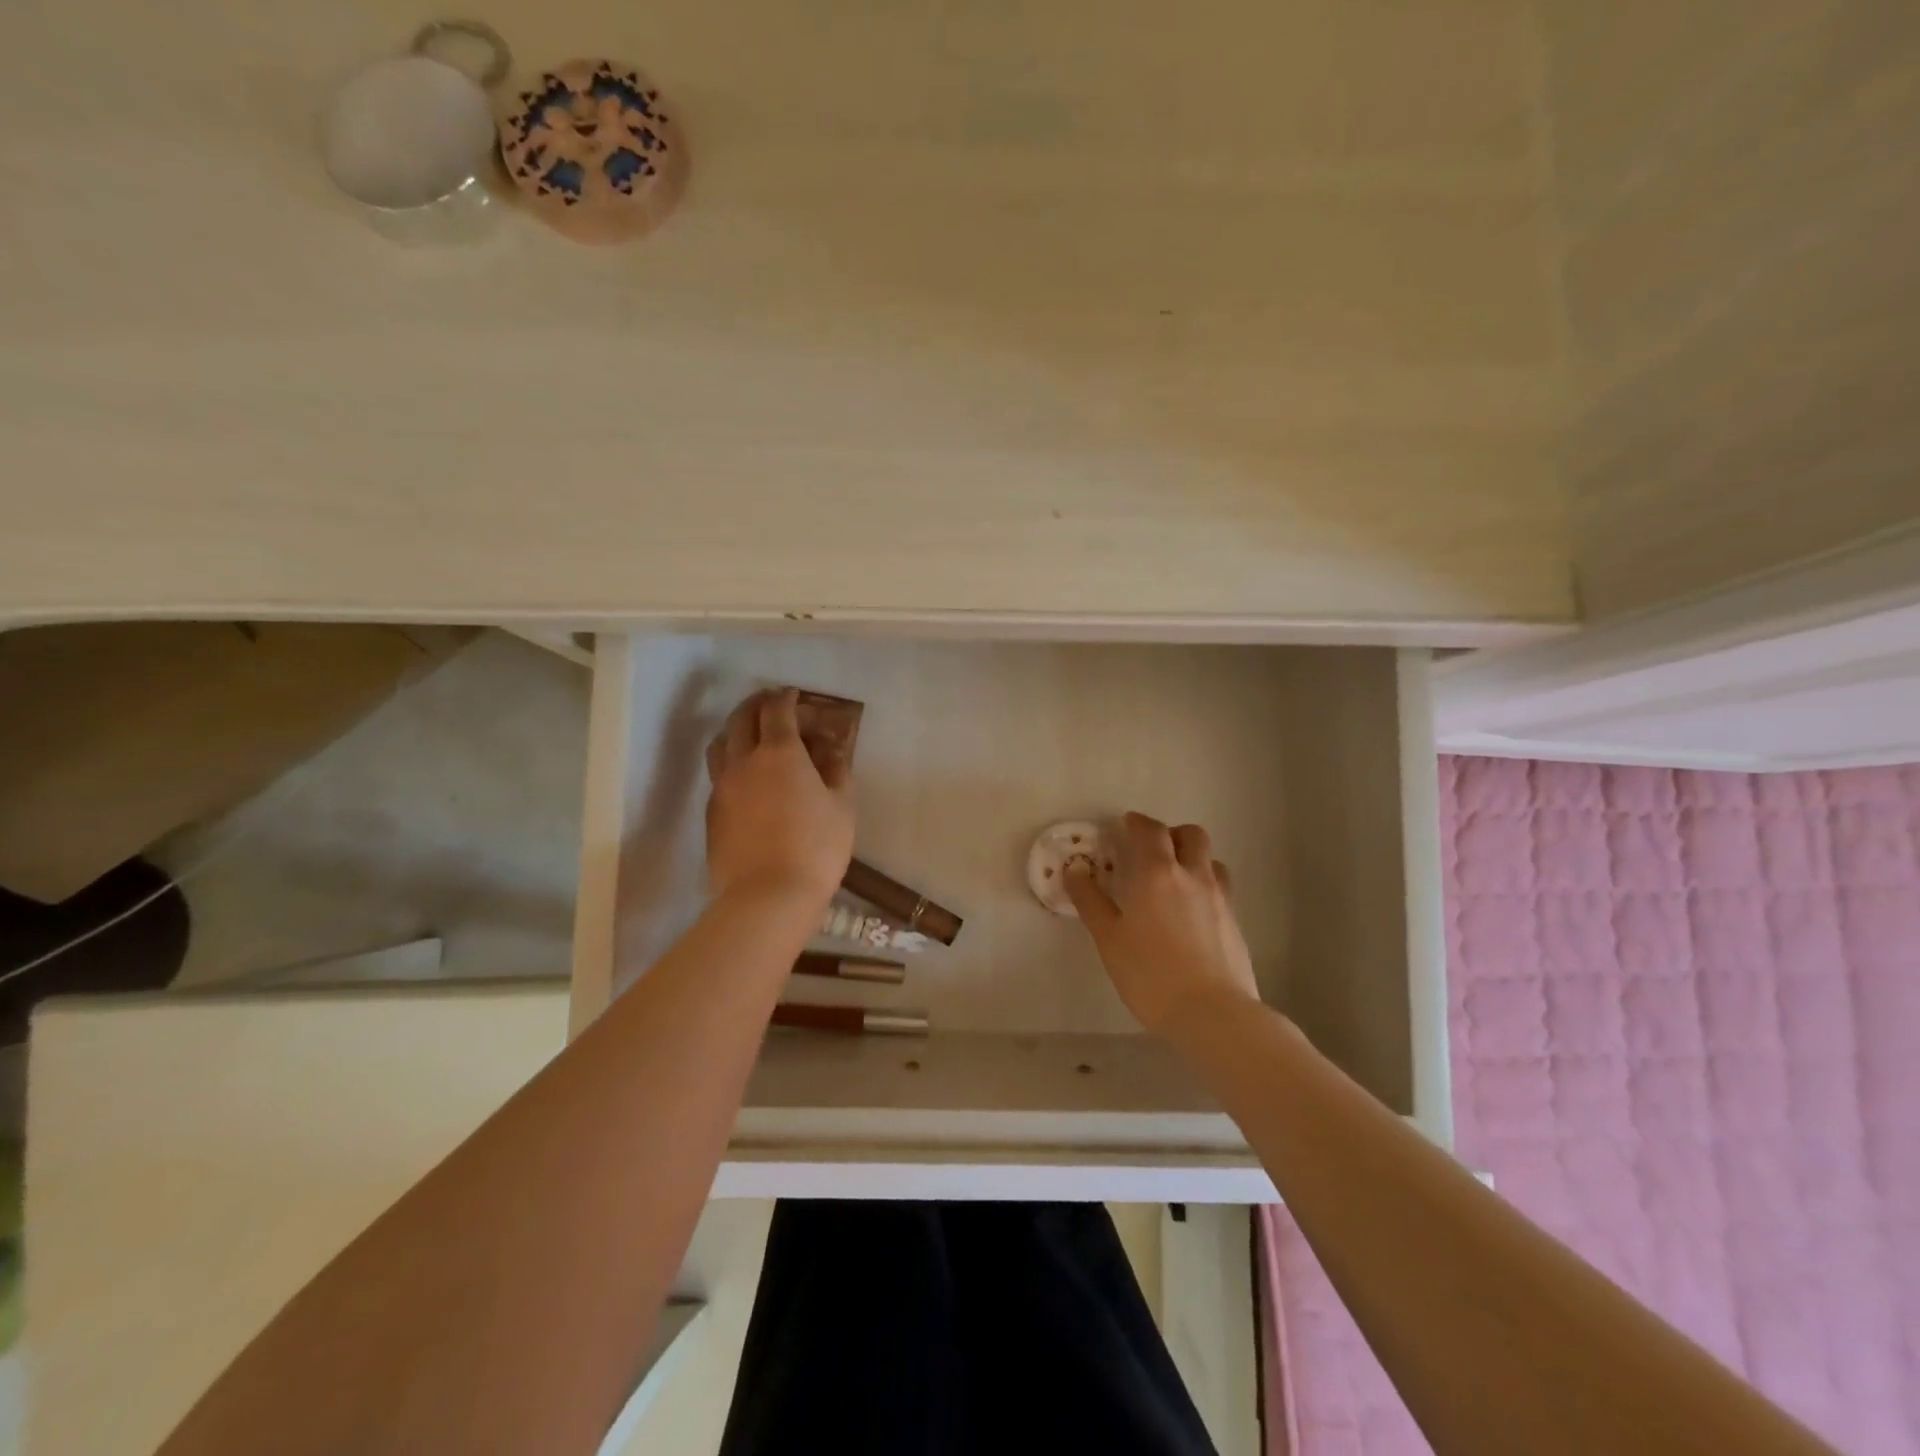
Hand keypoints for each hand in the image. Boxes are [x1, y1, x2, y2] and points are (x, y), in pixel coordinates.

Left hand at [705, 688, 853, 906]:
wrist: (768, 896)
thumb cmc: (816, 848)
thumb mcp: (842, 806)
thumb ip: (836, 770)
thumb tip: (832, 748)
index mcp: (780, 753)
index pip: (777, 710)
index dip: (786, 698)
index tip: (794, 696)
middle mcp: (744, 761)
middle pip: (741, 718)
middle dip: (757, 705)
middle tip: (772, 706)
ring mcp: (722, 786)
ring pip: (721, 743)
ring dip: (736, 730)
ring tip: (751, 736)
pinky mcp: (712, 812)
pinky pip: (718, 774)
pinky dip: (731, 762)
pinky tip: (745, 778)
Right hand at [1065, 812, 1259, 1036]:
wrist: (1213, 1013)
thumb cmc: (1150, 974)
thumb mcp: (1109, 938)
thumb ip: (1090, 901)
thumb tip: (1074, 870)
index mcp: (1158, 873)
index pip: (1151, 831)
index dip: (1137, 823)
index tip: (1124, 826)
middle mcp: (1193, 876)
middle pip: (1191, 835)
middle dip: (1171, 833)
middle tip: (1151, 849)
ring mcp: (1220, 899)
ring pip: (1211, 860)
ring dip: (1193, 858)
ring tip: (1175, 879)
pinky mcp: (1235, 923)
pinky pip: (1220, 889)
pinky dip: (1204, 886)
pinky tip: (1191, 913)